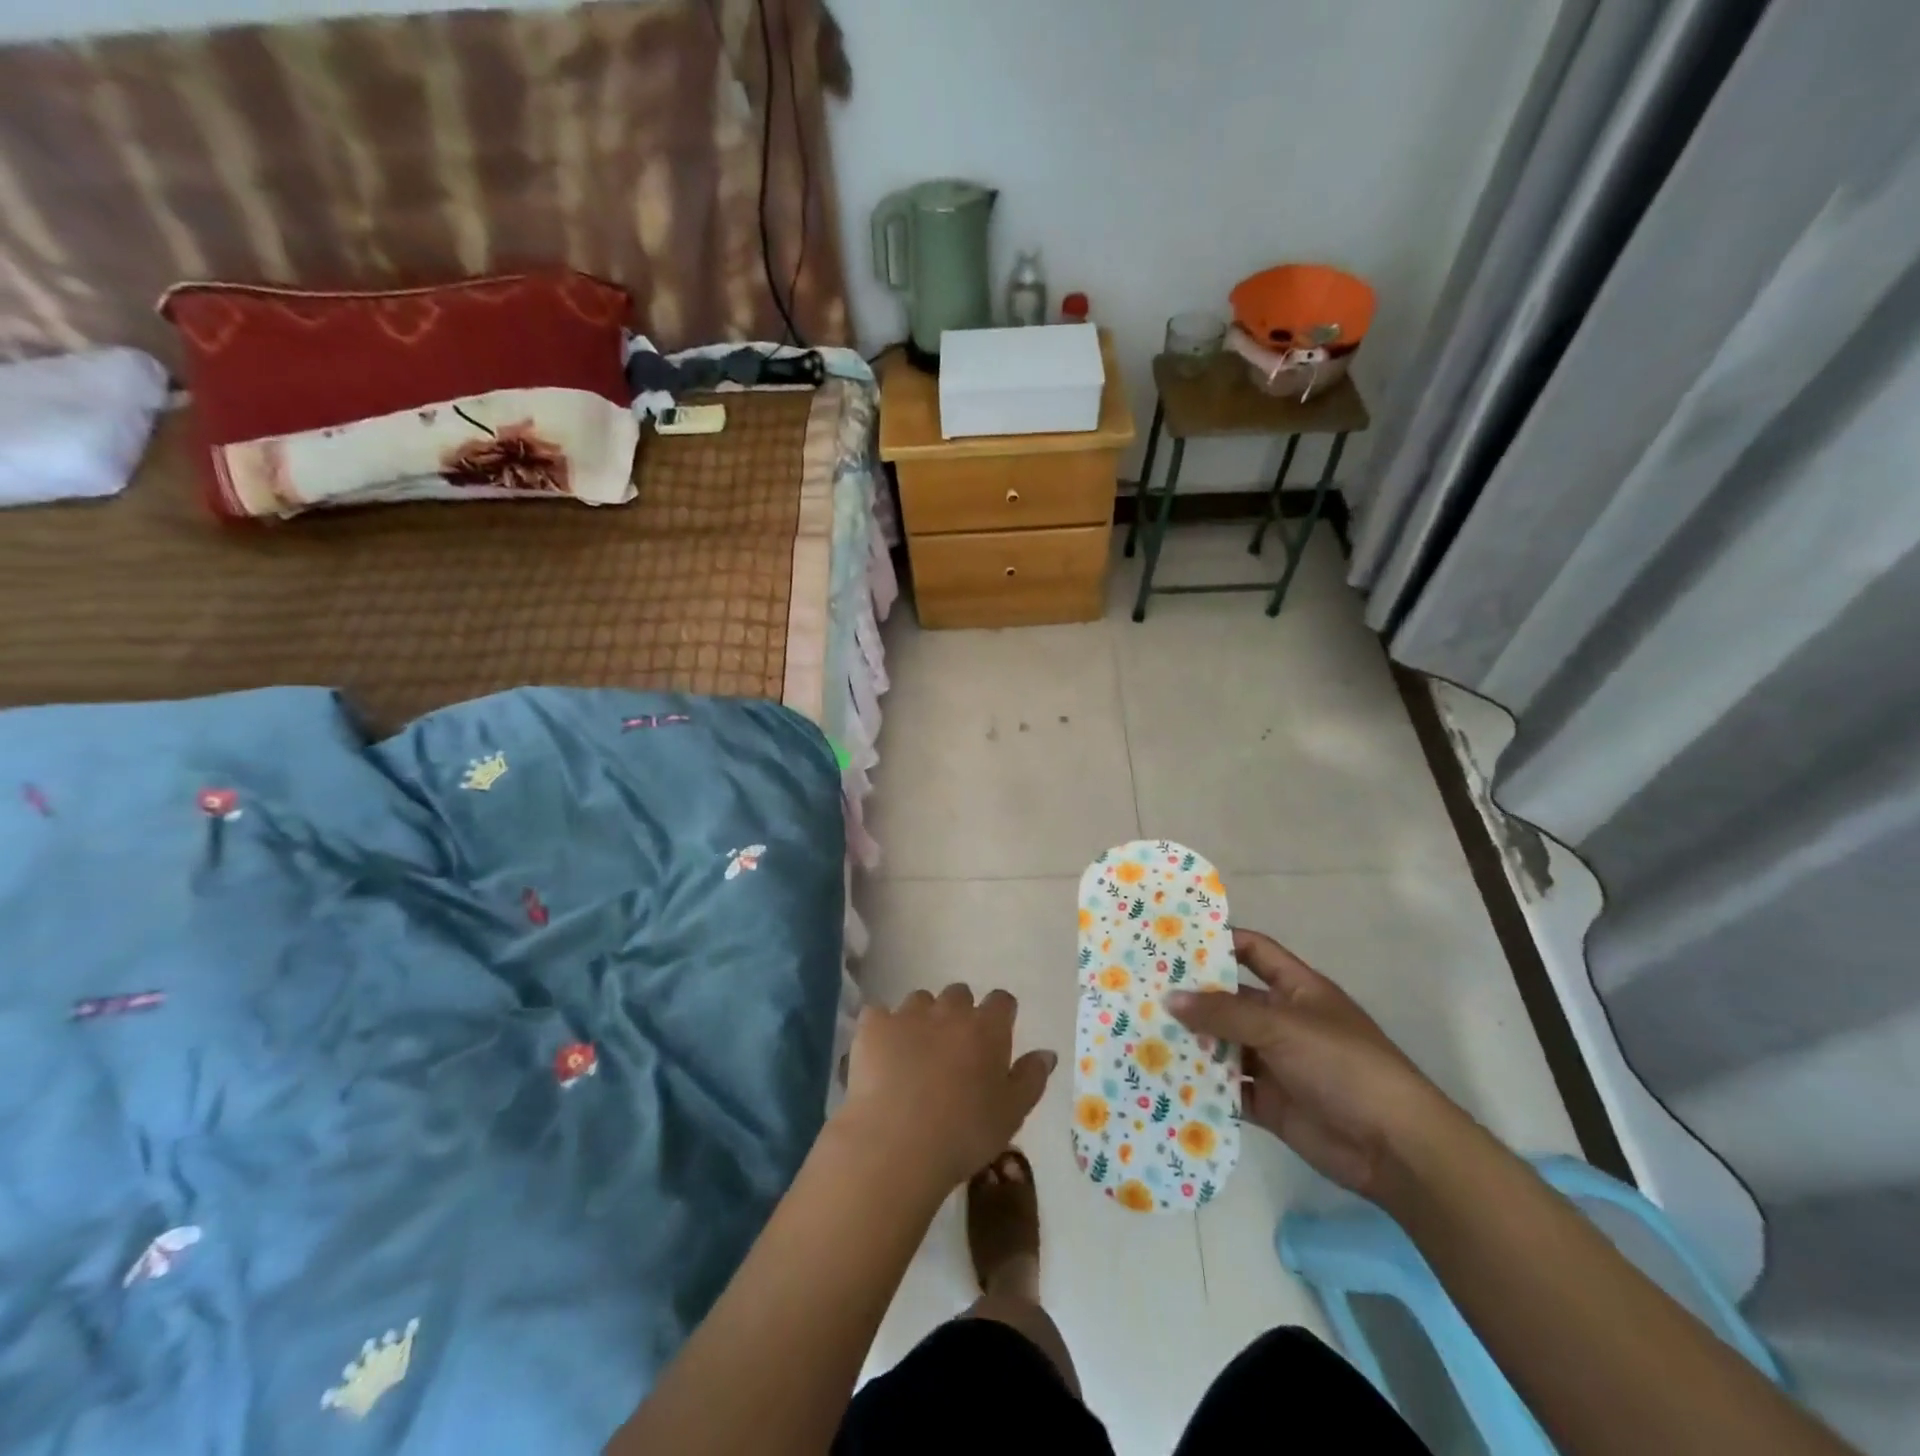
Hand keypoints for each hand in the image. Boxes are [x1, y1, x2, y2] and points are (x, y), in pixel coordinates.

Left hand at [838, 985, 1056, 1196]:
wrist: (896, 1143)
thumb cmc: (964, 1134)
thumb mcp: (1011, 1114)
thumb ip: (1031, 1078)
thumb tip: (1046, 1052)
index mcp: (987, 1028)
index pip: (1001, 1001)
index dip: (1000, 1016)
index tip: (995, 1038)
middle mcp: (949, 1010)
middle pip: (959, 994)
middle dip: (959, 1013)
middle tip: (954, 1049)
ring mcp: (908, 1014)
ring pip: (920, 1000)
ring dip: (922, 1018)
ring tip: (915, 1053)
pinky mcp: (873, 1026)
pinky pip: (879, 1014)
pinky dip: (882, 1029)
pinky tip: (880, 1054)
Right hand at [1167, 929, 1457, 1199]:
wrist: (1395, 1147)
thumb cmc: (1343, 1065)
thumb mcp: (1282, 1027)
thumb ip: (1224, 1013)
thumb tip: (1169, 998)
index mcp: (1297, 990)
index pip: (1254, 952)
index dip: (1220, 942)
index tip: (1174, 940)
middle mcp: (1283, 1022)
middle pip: (1230, 1001)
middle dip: (1193, 998)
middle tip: (1141, 990)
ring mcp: (1276, 1064)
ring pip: (1224, 1046)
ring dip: (1192, 1042)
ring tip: (1142, 1033)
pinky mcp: (1270, 1104)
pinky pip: (1228, 1089)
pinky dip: (1202, 1085)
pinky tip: (1165, 1079)